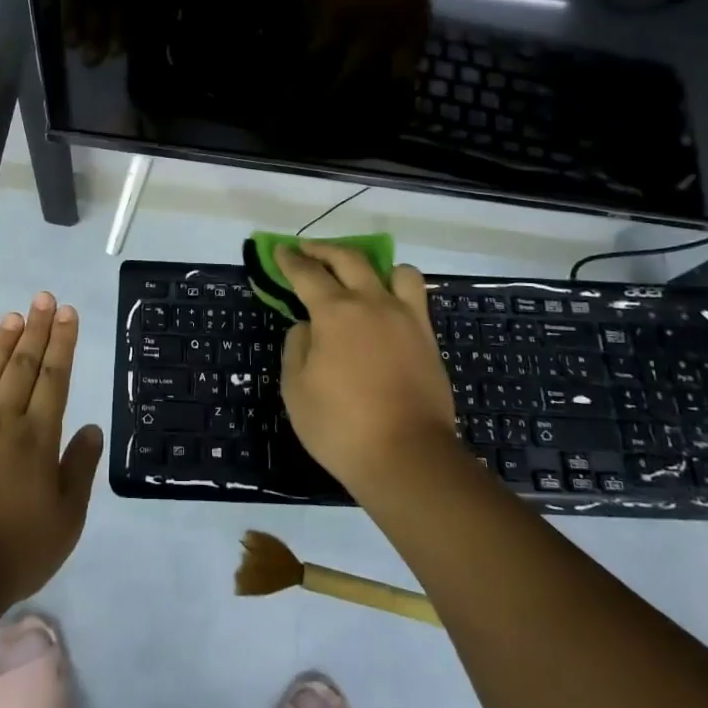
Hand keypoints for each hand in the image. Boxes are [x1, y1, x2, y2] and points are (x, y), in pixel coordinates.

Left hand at [0, 293, 103, 603]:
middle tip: (43, 298)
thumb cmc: (17, 549)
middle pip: (22, 367)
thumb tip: (93, 427)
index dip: (62, 342)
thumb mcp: (67, 518)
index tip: (66, 312)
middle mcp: (2, 422)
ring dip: (2, 345)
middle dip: (36, 329)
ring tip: (12, 317)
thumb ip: (80, 468)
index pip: (54, 377)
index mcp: (37, 437)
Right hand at [275, 241, 456, 493]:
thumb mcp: (296, 389)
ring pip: (395, 270)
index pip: (307, 273)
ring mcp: (405, 318)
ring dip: (372, 265)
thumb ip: (297, 347)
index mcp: (335, 312)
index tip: (280, 250)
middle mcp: (372, 303)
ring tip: (360, 277)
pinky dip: (398, 289)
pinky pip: (415, 296)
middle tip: (307, 251)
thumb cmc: (340, 426)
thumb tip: (308, 327)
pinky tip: (386, 306)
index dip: (290, 260)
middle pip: (348, 259)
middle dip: (323, 250)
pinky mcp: (428, 338)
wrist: (408, 457)